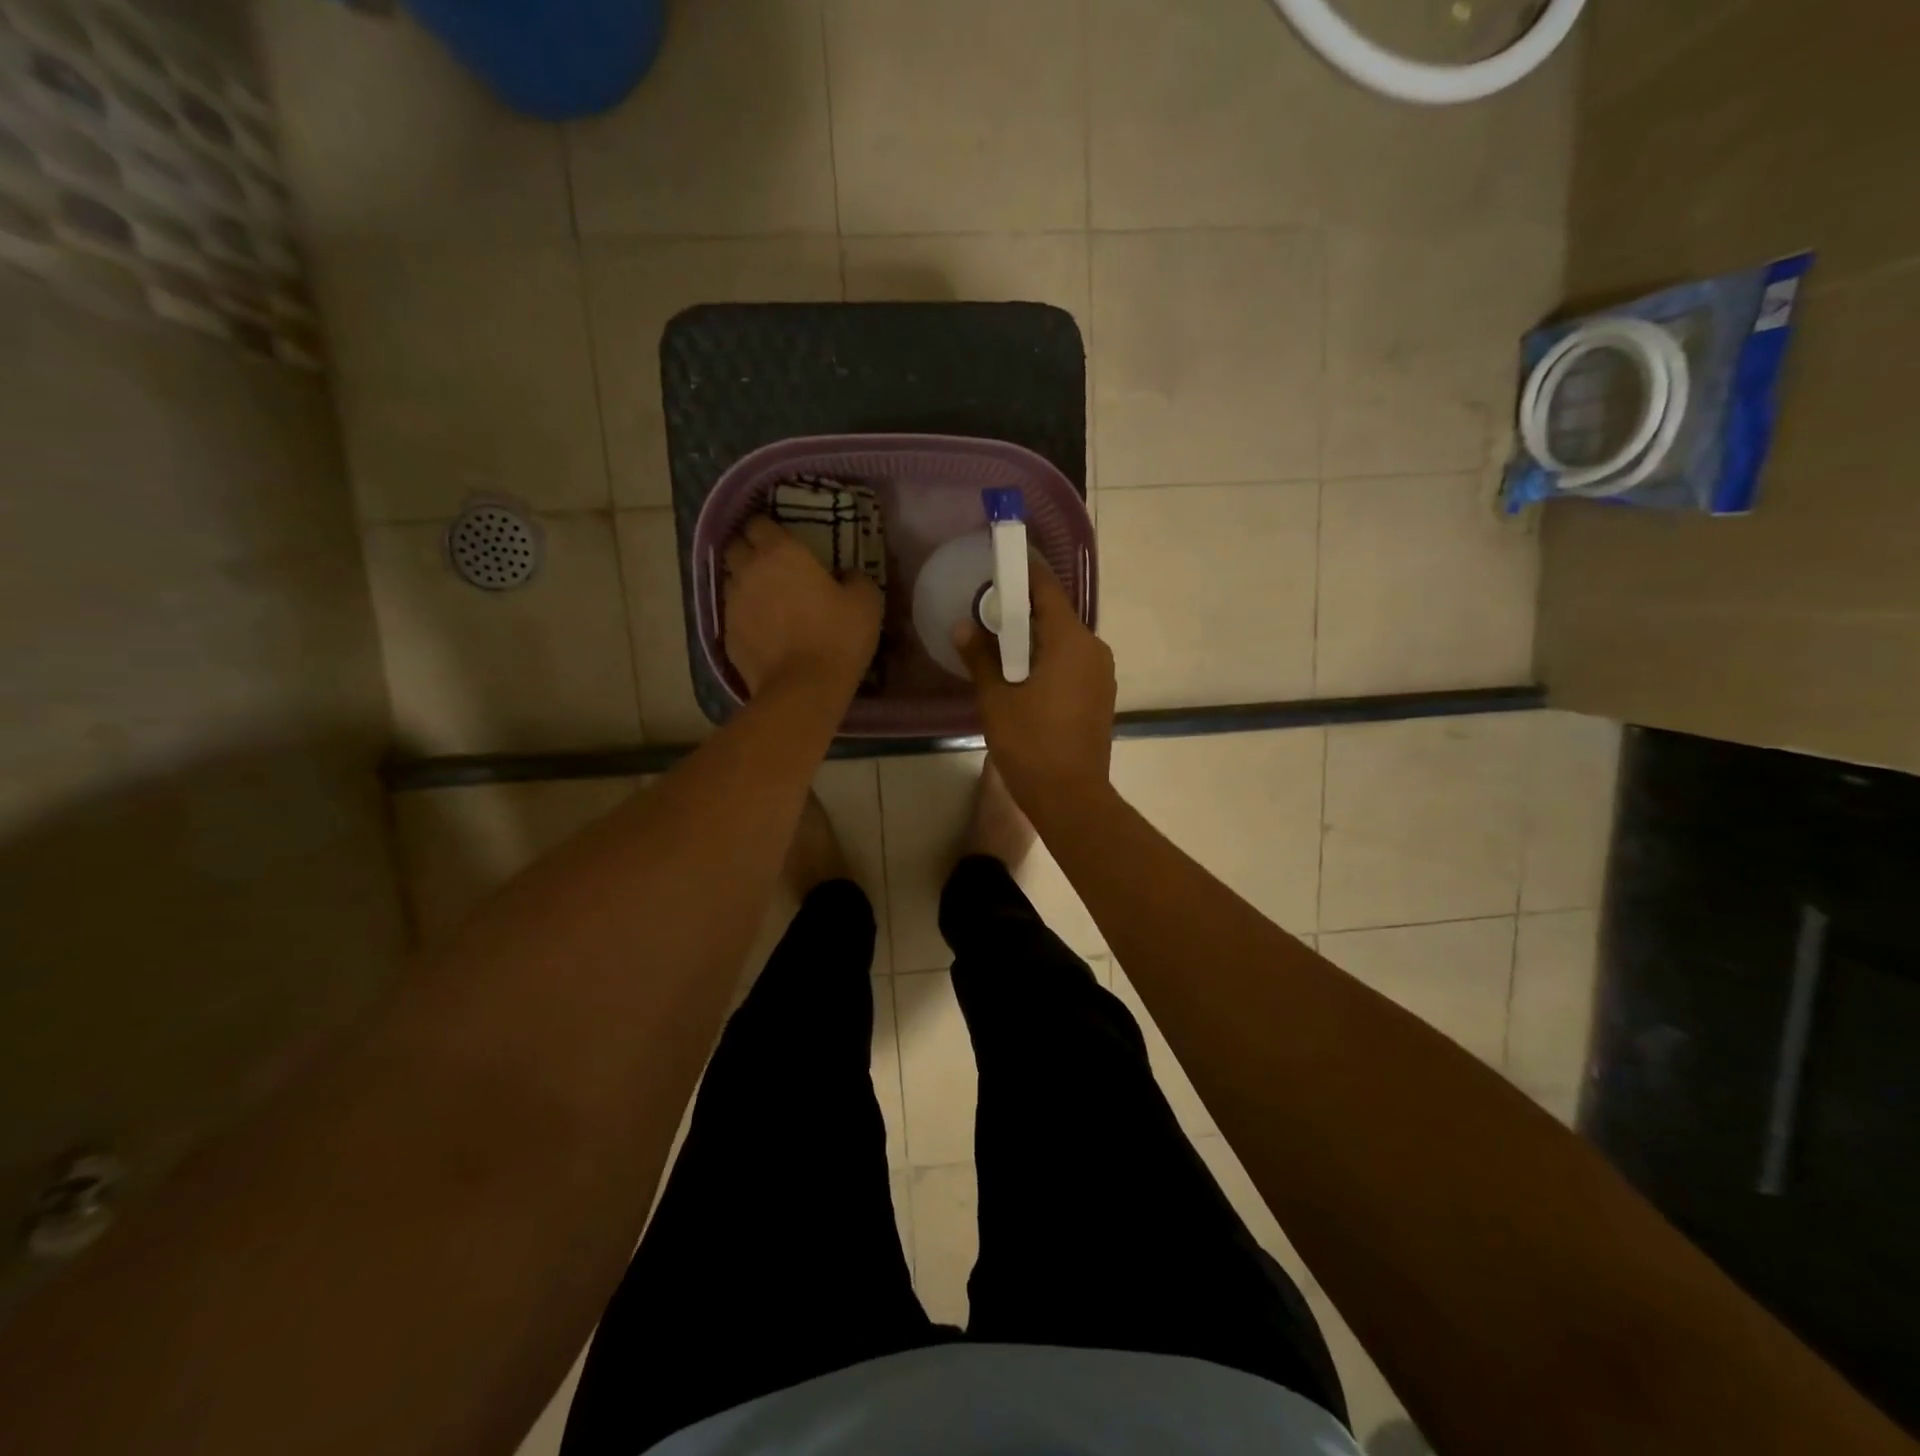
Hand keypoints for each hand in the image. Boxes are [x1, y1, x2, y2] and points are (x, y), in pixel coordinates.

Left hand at [724, 517, 881, 697]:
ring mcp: (733, 603)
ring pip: (731, 580)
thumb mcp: (866, 602)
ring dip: (745, 583)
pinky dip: (745, 616)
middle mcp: (749, 570)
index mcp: (781, 553)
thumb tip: (846, 575)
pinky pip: (733, 614)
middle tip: (771, 565)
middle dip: (749, 550)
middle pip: (735, 546)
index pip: (759, 523)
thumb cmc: (838, 638)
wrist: (803, 689)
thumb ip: (855, 579)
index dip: (769, 529)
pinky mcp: (727, 634)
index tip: (782, 540)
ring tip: (765, 598)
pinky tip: (763, 629)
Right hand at [954, 564, 1115, 818]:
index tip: (999, 563)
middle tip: (987, 611)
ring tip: (1000, 646)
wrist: (1071, 797)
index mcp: (1071, 641)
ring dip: (1034, 639)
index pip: (1046, 590)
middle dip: (1023, 611)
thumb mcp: (996, 699)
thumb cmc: (1030, 744)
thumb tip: (964, 626)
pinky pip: (1072, 663)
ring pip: (1064, 642)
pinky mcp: (1101, 696)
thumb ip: (980, 657)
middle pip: (1056, 616)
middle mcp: (1094, 649)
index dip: (1022, 573)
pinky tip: (1023, 676)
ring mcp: (1102, 674)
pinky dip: (1048, 660)